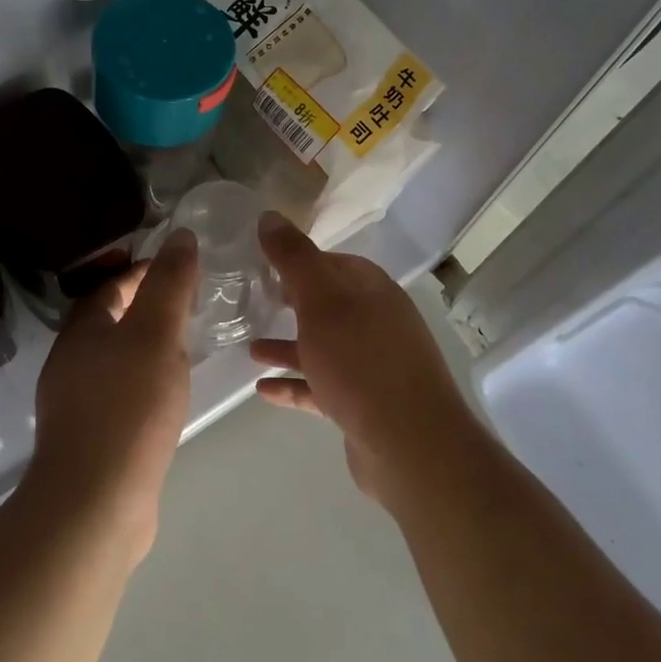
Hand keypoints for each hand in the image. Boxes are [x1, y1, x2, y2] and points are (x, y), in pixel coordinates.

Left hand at [24, 230, 198, 562]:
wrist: (95, 503)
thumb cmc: (128, 406)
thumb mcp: (156, 334)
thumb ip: (169, 284)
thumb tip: (180, 235)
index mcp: (81, 329)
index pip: (111, 284)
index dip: (144, 271)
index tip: (181, 270)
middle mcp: (70, 360)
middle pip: (109, 320)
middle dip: (145, 308)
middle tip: (189, 306)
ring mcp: (75, 402)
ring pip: (114, 358)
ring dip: (144, 347)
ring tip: (183, 348)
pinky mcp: (89, 438)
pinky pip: (118, 393)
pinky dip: (142, 382)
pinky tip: (165, 396)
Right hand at [251, 212, 483, 508]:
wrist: (410, 445)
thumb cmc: (361, 361)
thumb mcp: (320, 300)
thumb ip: (294, 258)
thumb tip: (269, 216)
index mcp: (373, 292)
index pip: (334, 263)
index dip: (300, 260)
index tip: (263, 263)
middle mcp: (378, 324)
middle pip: (329, 305)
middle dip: (292, 303)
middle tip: (254, 301)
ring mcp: (373, 367)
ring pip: (324, 348)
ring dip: (288, 347)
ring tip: (250, 349)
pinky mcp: (364, 405)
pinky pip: (322, 386)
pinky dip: (295, 384)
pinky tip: (263, 389)